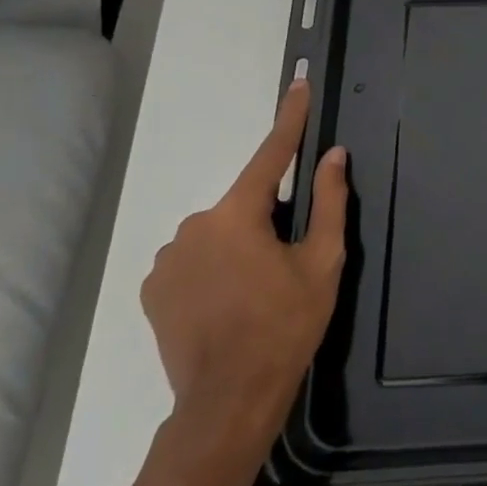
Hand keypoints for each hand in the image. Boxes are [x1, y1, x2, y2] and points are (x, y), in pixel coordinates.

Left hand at [141, 81, 347, 478]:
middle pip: (245, 204)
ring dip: (240, 245)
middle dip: (269, 219)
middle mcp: (194, 225)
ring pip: (219, 233)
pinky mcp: (153, 288)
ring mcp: (167, 258)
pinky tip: (227, 302)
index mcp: (238, 215)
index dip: (290, 119)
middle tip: (288, 263)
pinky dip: (214, 267)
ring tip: (256, 292)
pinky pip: (194, 258)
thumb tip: (333, 156)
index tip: (298, 85)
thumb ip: (329, 202)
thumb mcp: (322, 262)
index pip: (271, 154)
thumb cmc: (286, 325)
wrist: (228, 400)